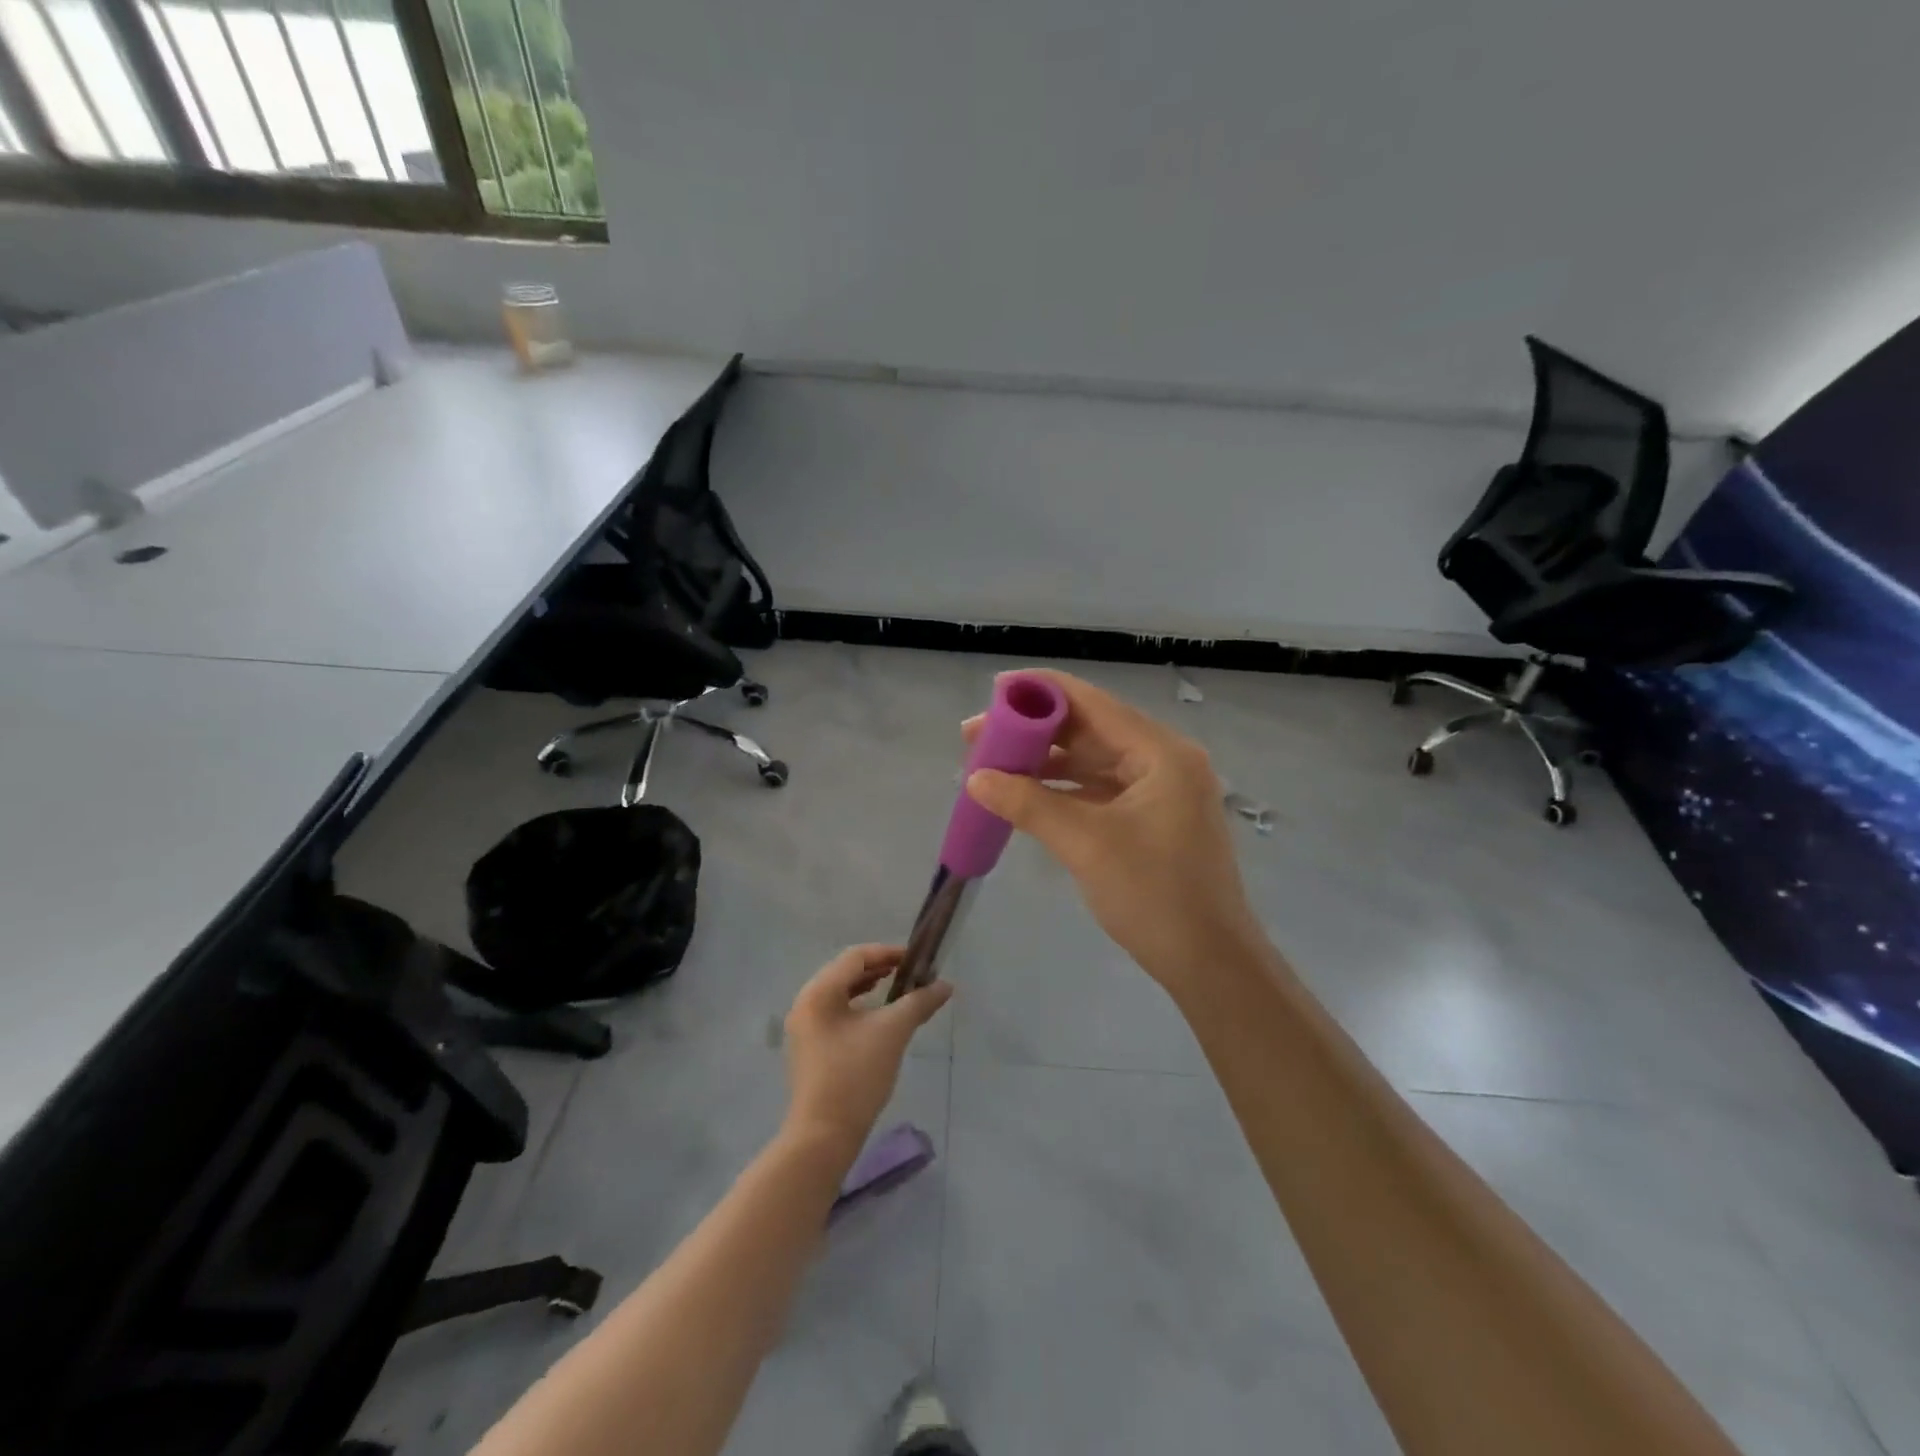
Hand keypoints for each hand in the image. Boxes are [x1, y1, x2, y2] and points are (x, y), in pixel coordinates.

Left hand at [782, 945, 952, 1151]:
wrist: (823, 1136)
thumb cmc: (856, 1076)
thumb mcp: (892, 1033)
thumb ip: (919, 1003)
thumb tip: (945, 985)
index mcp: (819, 992)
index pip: (856, 957)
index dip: (888, 953)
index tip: (916, 960)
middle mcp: (805, 1003)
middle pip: (846, 972)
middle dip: (880, 969)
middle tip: (911, 974)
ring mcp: (804, 1027)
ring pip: (840, 993)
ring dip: (870, 987)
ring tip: (898, 992)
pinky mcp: (809, 1047)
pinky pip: (836, 1012)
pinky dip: (859, 1007)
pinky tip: (878, 1019)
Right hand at [964, 670, 1264, 997]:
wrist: (1210, 964)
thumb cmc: (1154, 896)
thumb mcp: (1085, 844)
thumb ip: (1029, 803)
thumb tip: (975, 778)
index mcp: (1161, 753)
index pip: (1093, 704)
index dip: (1041, 692)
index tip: (995, 691)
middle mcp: (1165, 761)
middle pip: (1091, 730)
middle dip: (1035, 732)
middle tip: (979, 737)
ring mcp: (1161, 791)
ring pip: (1093, 762)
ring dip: (1046, 763)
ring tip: (993, 766)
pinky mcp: (1152, 819)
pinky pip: (1100, 790)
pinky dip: (1064, 790)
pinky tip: (1026, 795)